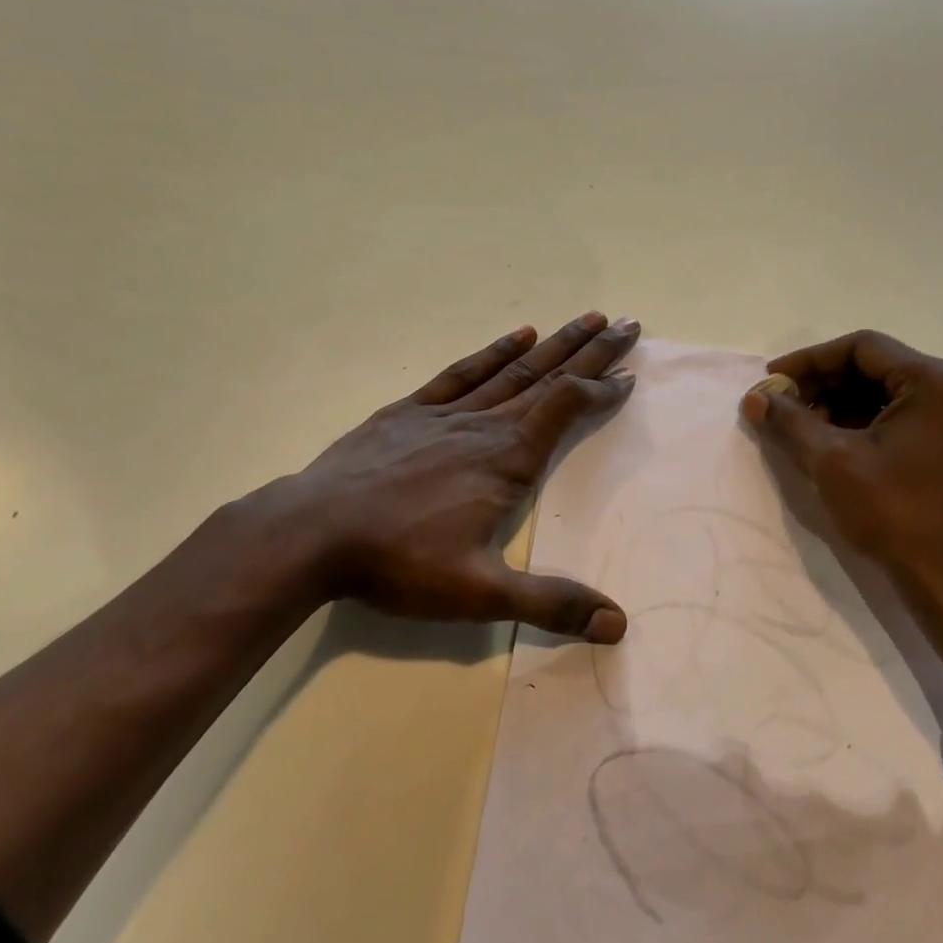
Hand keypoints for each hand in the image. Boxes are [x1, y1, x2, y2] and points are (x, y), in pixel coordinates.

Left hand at [204, 312, 639, 641]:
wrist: (311, 533)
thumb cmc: (399, 562)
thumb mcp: (479, 593)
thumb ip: (550, 604)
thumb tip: (618, 624)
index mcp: (507, 459)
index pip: (567, 408)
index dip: (603, 389)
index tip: (631, 376)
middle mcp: (484, 425)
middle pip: (549, 376)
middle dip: (592, 350)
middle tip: (628, 323)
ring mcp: (445, 413)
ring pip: (512, 369)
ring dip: (553, 344)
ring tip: (586, 318)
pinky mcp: (409, 411)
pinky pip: (461, 373)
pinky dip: (493, 352)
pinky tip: (515, 335)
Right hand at [739, 330, 942, 596]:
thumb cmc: (895, 514)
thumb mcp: (832, 462)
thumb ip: (789, 421)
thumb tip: (754, 399)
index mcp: (938, 381)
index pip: (862, 348)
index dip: (809, 361)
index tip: (772, 381)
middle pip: (877, 367)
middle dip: (823, 385)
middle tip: (783, 406)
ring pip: (888, 392)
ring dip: (841, 404)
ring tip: (801, 427)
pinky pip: (904, 415)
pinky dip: (865, 422)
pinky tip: (833, 442)